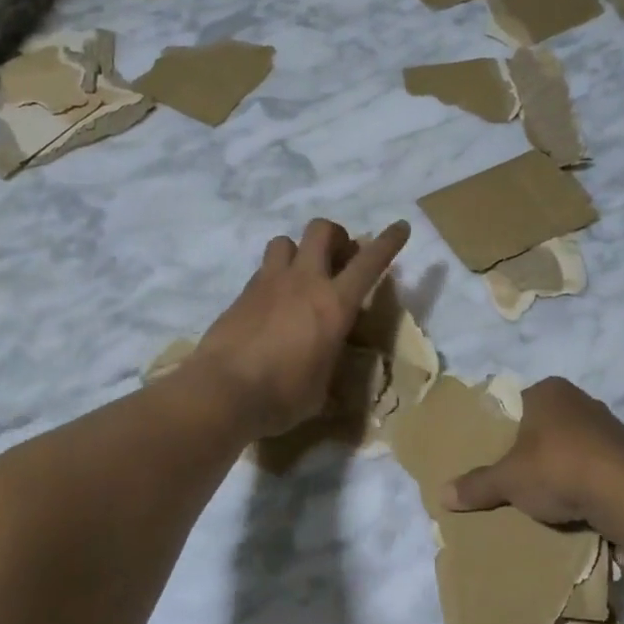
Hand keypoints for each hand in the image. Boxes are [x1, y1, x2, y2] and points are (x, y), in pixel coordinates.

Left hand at [187, 218, 409, 438]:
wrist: (223, 391)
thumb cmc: (282, 396)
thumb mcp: (321, 389)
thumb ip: (329, 365)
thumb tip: (327, 369)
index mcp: (334, 305)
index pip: (369, 263)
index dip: (388, 242)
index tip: (400, 227)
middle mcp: (303, 282)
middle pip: (321, 230)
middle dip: (335, 236)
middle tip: (339, 259)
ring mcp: (268, 283)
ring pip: (285, 241)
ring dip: (298, 251)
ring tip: (300, 277)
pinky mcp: (242, 294)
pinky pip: (262, 269)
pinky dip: (273, 278)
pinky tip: (272, 304)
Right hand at [442, 378, 623, 563]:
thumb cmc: (557, 469)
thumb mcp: (508, 480)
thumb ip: (477, 485)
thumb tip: (441, 495)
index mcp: (548, 391)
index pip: (519, 402)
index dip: (507, 427)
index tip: (500, 454)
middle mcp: (581, 399)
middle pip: (547, 423)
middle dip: (535, 447)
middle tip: (519, 476)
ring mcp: (611, 425)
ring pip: (575, 444)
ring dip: (564, 465)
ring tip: (549, 495)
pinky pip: (599, 465)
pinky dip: (588, 481)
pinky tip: (579, 504)